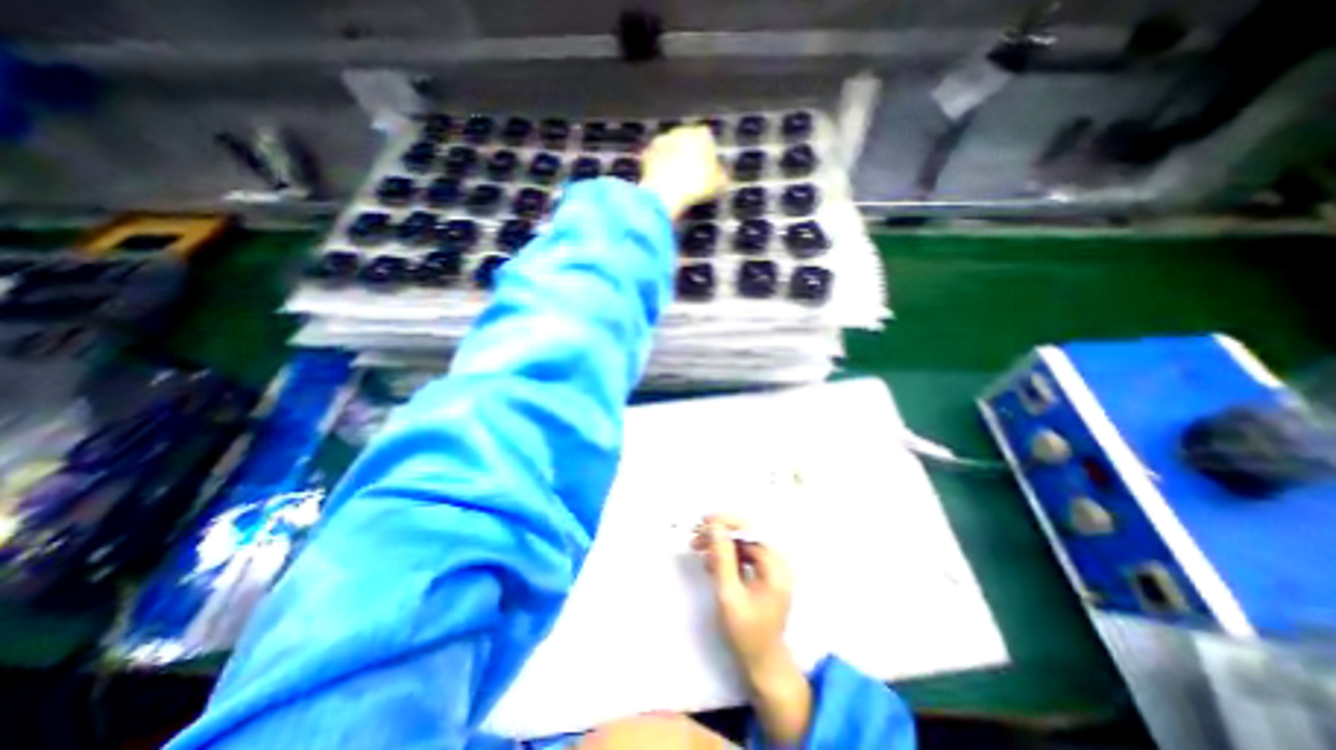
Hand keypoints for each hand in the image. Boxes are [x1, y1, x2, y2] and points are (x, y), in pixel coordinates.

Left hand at [639, 127, 726, 215]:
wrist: (665, 193)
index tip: (707, 170)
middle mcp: (681, 131)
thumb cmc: (695, 186)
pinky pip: (656, 160)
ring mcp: (662, 141)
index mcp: (701, 134)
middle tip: (692, 176)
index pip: (708, 140)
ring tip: (677, 181)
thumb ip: (722, 177)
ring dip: (673, 160)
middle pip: (688, 142)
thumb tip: (724, 178)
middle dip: (689, 155)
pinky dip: (658, 168)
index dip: (708, 155)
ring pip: (671, 149)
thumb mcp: (717, 185)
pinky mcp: (647, 153)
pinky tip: (663, 182)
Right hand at [690, 518, 815, 746]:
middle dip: (720, 533)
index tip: (703, 521)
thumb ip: (722, 558)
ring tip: (699, 550)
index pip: (750, 531)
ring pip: (743, 543)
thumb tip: (715, 526)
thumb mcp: (729, 595)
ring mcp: (772, 567)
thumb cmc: (747, 633)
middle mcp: (777, 561)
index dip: (726, 522)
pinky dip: (728, 555)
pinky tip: (712, 563)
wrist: (763, 662)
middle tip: (696, 537)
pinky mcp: (765, 573)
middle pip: (746, 534)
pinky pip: (745, 554)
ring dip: (721, 544)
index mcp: (775, 566)